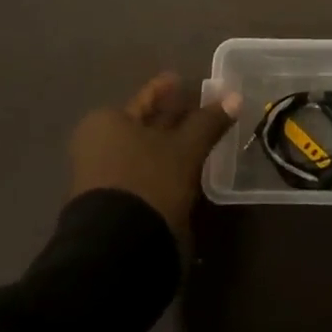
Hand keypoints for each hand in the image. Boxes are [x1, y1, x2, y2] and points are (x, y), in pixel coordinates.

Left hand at [70, 72, 238, 235]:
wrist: (116, 250)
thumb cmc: (148, 182)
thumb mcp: (186, 149)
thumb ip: (209, 122)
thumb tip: (234, 96)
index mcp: (107, 121)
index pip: (146, 98)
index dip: (167, 89)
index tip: (185, 81)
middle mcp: (97, 143)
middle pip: (143, 123)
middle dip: (172, 118)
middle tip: (202, 109)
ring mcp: (100, 175)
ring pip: (144, 150)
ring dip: (170, 145)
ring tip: (200, 139)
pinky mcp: (110, 203)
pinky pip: (141, 172)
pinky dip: (162, 167)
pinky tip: (184, 170)